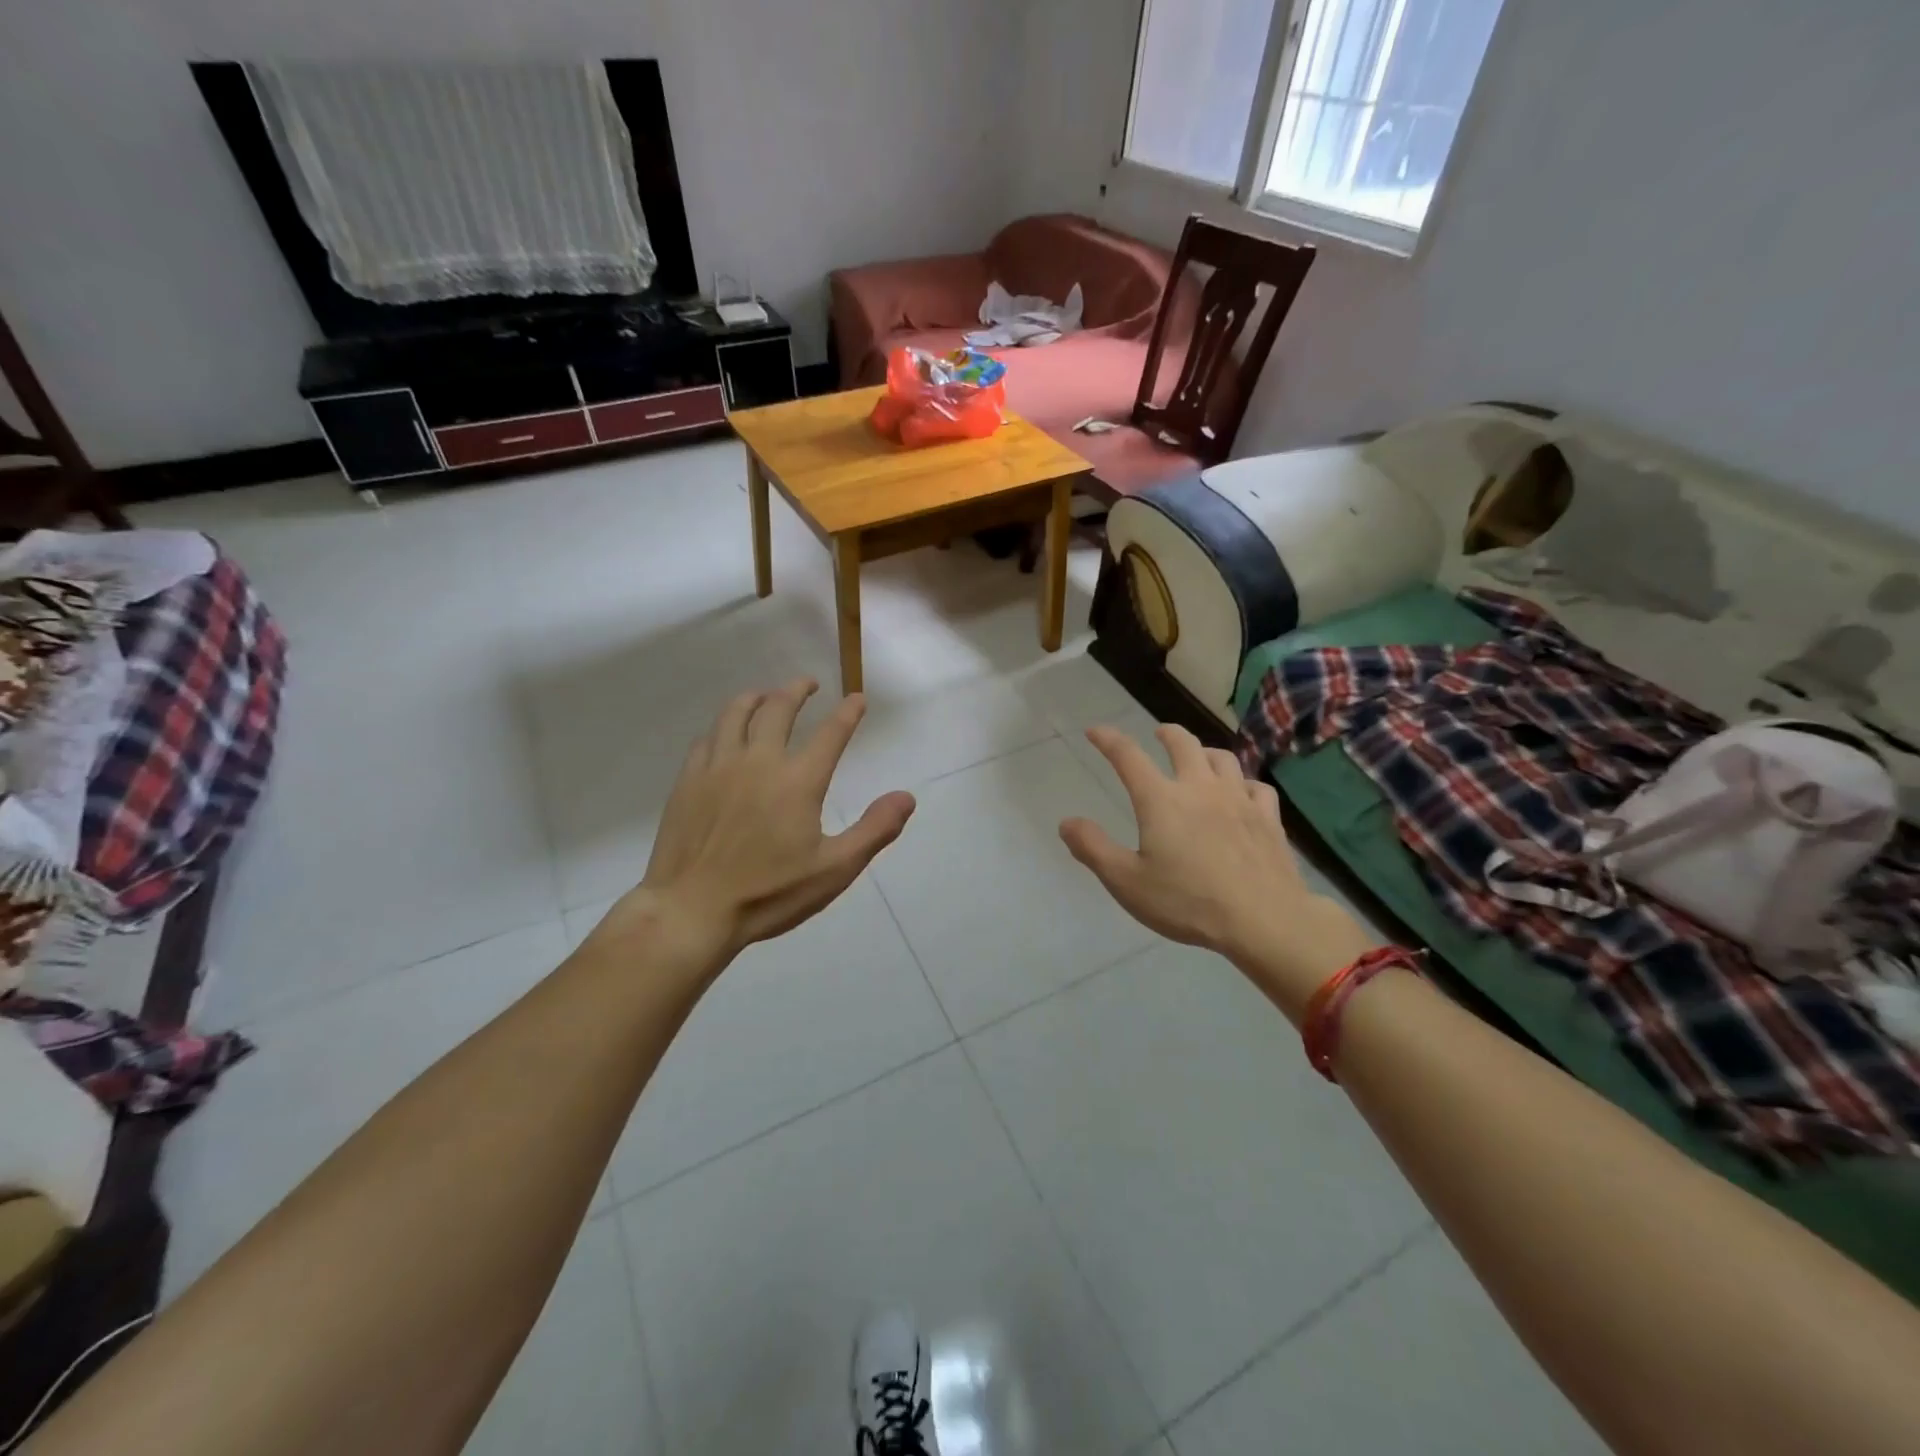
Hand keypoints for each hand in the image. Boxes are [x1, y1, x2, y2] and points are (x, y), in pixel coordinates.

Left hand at [589, 679, 914, 971]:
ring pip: (736, 713)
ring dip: (756, 697)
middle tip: (808, 683)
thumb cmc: (769, 893)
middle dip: (797, 690)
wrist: (692, 910)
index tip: (857, 698)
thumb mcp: (834, 869)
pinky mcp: (688, 780)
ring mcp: (718, 767)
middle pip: (778, 708)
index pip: (831, 733)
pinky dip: (723, 726)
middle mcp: (758, 761)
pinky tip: (725, 733)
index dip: (848, 712)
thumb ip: (874, 830)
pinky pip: (707, 738)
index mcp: (798, 781)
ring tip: (766, 695)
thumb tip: (906, 797)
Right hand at [1059, 724, 1372, 1020]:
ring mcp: (1239, 799)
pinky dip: (1243, 783)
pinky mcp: (1268, 818)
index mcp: (1161, 800)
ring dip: (1205, 752)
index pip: (1128, 756)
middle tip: (1158, 734)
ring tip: (1199, 758)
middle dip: (1166, 733)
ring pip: (1222, 758)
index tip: (1095, 732)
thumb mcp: (1127, 882)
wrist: (1264, 920)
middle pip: (1183, 743)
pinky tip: (1242, 793)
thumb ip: (1093, 849)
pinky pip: (1256, 786)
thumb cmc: (1188, 902)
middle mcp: (1199, 788)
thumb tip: (1066, 822)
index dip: (1108, 740)